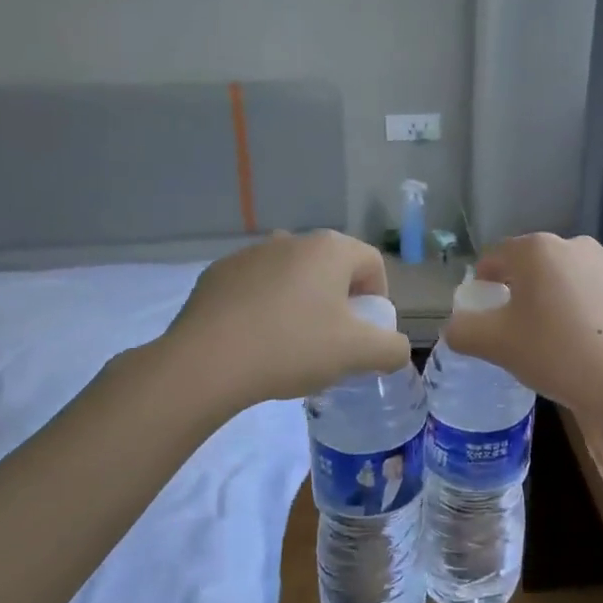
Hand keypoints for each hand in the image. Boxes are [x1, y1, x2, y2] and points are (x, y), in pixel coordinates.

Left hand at [158, 231, 411, 409]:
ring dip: (302, 304)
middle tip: (333, 342)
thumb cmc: (292, 347)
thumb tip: (396, 349)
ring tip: (292, 345)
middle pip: (331, 268)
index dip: (378, 298)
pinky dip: (265, 308)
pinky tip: (256, 342)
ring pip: (292, 277)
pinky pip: (256, 288)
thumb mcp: (357, 354)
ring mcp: (249, 254)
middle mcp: (290, 240)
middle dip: (339, 302)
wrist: (206, 363)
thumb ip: (392, 349)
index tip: (366, 333)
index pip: (372, 263)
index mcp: (329, 249)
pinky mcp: (216, 275)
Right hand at [443, 233, 602, 426]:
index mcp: (536, 249)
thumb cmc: (555, 355)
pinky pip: (592, 293)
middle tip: (513, 330)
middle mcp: (574, 244)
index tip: (483, 316)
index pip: (494, 258)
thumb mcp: (494, 345)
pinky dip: (580, 310)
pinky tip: (583, 343)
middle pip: (531, 265)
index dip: (482, 286)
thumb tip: (455, 327)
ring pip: (563, 279)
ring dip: (550, 300)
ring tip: (550, 338)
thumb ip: (462, 330)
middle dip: (518, 291)